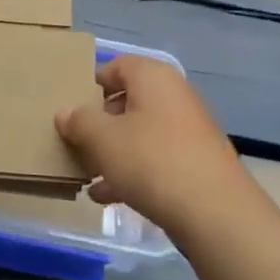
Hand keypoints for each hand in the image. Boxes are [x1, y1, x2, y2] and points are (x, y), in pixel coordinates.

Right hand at [55, 56, 247, 233]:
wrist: (214, 212)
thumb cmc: (151, 160)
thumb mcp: (102, 139)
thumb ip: (78, 121)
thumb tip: (65, 112)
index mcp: (153, 78)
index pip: (115, 67)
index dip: (90, 85)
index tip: (70, 108)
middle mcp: (173, 96)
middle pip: (126, 102)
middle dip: (98, 124)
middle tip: (73, 143)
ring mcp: (187, 131)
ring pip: (139, 134)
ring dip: (111, 152)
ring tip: (85, 174)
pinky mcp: (194, 163)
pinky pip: (154, 159)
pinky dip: (131, 172)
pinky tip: (106, 196)